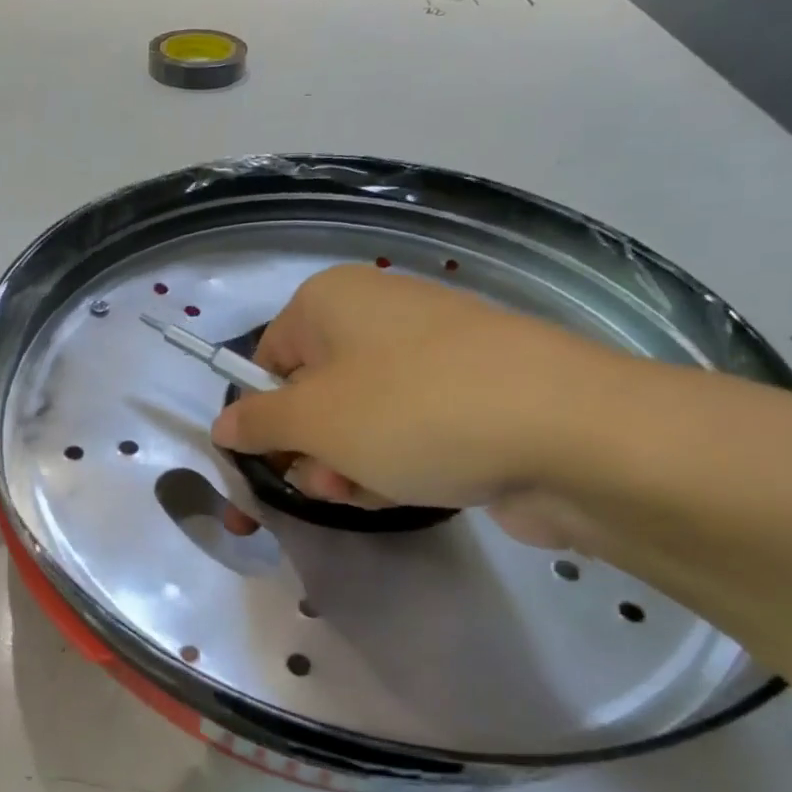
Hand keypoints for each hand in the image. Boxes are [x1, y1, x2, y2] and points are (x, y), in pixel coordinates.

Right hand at [210, 265, 633, 546]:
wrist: (569, 432)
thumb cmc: (412, 411)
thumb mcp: (313, 420)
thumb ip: (255, 422)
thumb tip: (222, 425)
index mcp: (330, 301)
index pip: (266, 360)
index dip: (262, 416)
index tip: (268, 464)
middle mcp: (377, 314)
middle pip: (313, 394)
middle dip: (311, 450)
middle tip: (327, 482)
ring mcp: (429, 353)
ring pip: (359, 421)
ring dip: (350, 465)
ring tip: (372, 490)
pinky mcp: (470, 393)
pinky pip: (407, 429)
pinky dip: (397, 462)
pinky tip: (412, 488)